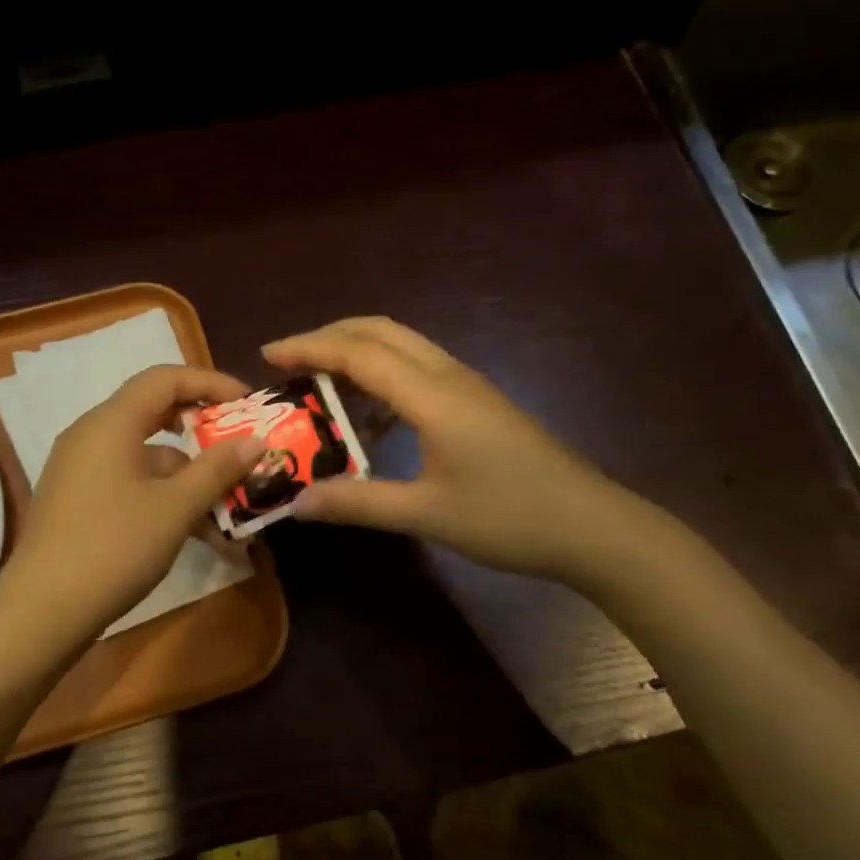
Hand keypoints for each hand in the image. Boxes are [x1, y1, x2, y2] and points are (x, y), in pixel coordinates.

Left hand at [2, 364, 263, 640]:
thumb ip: (217, 469)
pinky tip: (199, 535)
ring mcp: (82, 470)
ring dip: (190, 477)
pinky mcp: (80, 502)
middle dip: (204, 430)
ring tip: (232, 509)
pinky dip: (166, 498)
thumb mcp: (175, 508)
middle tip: (241, 445)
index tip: (249, 403)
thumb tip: (255, 441)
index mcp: (111, 423)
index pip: (165, 378)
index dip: (210, 383)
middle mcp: (92, 436)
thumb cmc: (113, 548)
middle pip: (156, 413)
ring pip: (148, 458)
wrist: (42, 612)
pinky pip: (132, 484)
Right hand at [263, 317, 657, 585]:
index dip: (310, 347)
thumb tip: (297, 502)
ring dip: (359, 352)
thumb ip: (358, 502)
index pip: (359, 353)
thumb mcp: (426, 514)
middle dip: (331, 335)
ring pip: (404, 346)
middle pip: (382, 332)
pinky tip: (372, 417)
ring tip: (320, 382)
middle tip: (289, 358)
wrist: (592, 527)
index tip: (268, 353)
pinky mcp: (480, 403)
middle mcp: (450, 376)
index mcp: (433, 396)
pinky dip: (384, 376)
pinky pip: (421, 370)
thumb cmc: (510, 518)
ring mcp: (469, 387)